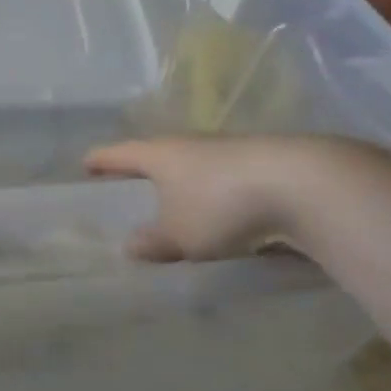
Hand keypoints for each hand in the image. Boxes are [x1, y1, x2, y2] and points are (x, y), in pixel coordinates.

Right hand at [85, 136, 310, 262]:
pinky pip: (226, 179)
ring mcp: (229, 149)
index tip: (85, 165)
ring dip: (184, 185)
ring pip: (195, 166)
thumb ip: (153, 242)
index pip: (118, 153)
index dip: (100, 160)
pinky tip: (225, 214)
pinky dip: (217, 194)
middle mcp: (190, 144)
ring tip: (179, 207)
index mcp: (160, 154)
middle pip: (157, 155)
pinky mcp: (263, 163)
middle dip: (144, 172)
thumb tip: (131, 246)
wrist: (305, 184)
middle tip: (131, 190)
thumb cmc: (222, 205)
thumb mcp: (179, 235)